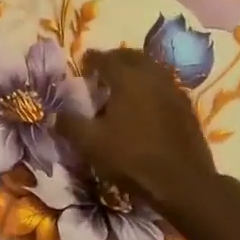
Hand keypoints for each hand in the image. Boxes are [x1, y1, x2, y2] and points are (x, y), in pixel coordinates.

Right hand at [56, 48, 223, 220]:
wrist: (182, 182)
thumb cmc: (132, 159)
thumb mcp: (91, 144)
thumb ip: (70, 125)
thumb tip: (53, 115)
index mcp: (127, 78)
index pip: (106, 58)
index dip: (92, 59)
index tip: (83, 63)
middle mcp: (152, 76)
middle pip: (132, 57)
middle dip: (115, 59)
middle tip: (103, 69)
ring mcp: (173, 90)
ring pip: (151, 69)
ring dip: (135, 70)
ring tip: (123, 84)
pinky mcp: (186, 107)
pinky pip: (164, 85)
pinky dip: (151, 86)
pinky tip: (145, 103)